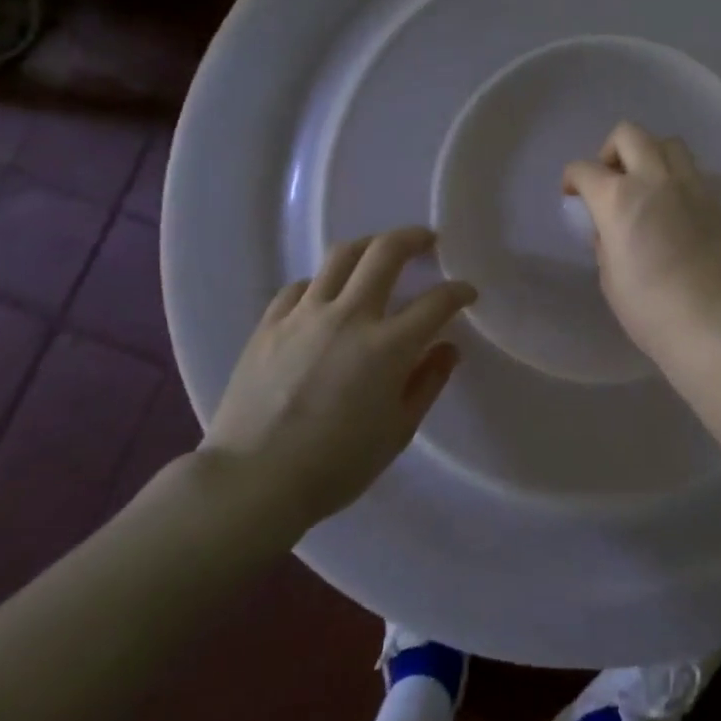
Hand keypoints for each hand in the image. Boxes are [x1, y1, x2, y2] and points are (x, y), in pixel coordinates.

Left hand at [202, 227, 476, 540]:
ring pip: (341, 256)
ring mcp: (305, 315)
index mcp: (388, 346)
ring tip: (379, 253)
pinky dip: (322, 283)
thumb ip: (427, 382)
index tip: (467, 292)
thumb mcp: (398, 432)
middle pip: (386, 252)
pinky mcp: (270, 324)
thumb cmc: (336, 465)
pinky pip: (301, 286)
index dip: (459, 291)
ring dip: (369, 246)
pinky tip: (326, 296)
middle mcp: (349, 316)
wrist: (252, 481)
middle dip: (414, 238)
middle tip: (427, 240)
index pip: (436, 302)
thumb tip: (447, 348)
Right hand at [564, 122, 720, 362]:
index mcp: (618, 199)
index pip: (585, 169)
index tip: (573, 194)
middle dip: (611, 151)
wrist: (713, 322)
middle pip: (629, 135)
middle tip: (610, 180)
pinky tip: (673, 208)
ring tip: (646, 186)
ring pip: (667, 143)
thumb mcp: (610, 277)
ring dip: (649, 155)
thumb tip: (610, 229)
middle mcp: (654, 180)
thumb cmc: (650, 308)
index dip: (573, 179)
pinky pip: (691, 172)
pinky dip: (675, 178)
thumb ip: (606, 242)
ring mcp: (690, 186)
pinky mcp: (715, 201)